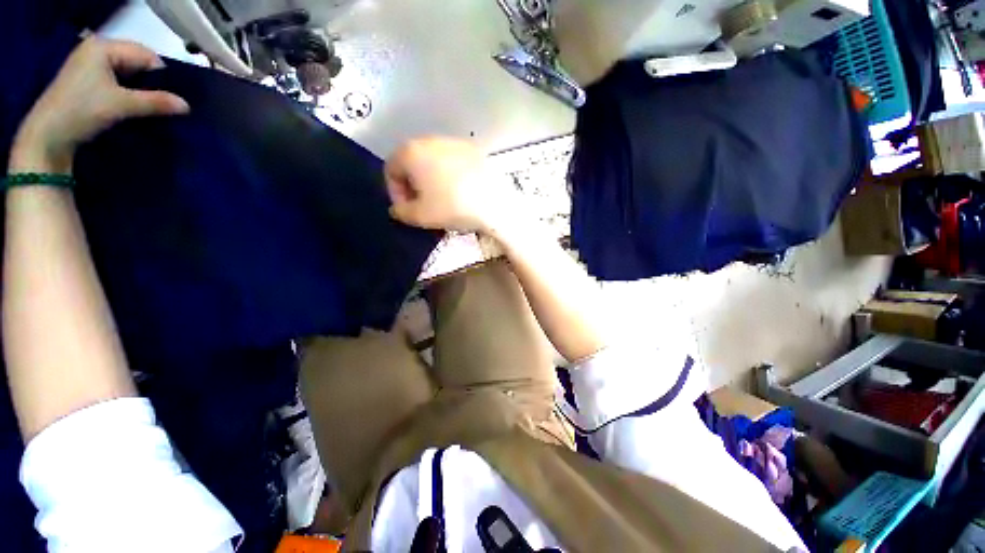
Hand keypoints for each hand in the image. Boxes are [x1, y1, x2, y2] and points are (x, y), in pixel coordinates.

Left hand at [10, 37, 188, 173]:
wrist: (47, 136)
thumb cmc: (81, 111)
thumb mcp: (121, 105)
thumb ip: (155, 102)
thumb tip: (187, 106)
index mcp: (104, 46)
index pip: (145, 55)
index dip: (161, 75)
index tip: (174, 97)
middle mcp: (97, 49)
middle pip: (136, 63)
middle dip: (152, 82)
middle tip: (167, 103)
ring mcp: (90, 65)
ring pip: (128, 74)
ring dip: (141, 90)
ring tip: (154, 106)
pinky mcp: (87, 81)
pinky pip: (117, 81)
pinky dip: (129, 93)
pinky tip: (135, 106)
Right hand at [384, 137, 517, 232]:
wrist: (493, 202)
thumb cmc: (451, 207)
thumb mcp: (419, 216)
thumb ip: (401, 212)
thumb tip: (397, 209)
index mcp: (410, 151)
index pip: (391, 169)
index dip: (395, 192)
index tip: (407, 209)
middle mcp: (430, 139)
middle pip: (411, 162)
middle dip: (412, 185)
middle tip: (423, 205)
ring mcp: (453, 142)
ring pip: (432, 161)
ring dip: (430, 179)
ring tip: (441, 199)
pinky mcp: (472, 149)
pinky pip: (452, 161)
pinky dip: (449, 175)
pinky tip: (459, 191)